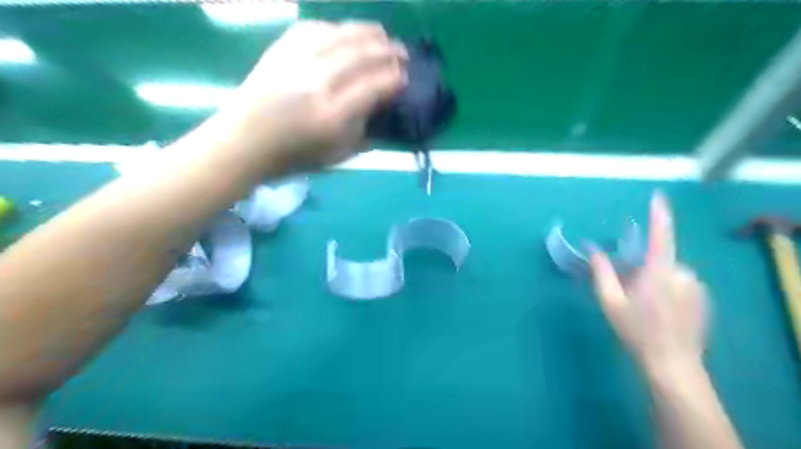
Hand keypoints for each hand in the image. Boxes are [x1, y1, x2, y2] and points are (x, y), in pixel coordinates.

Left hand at [213, 22, 406, 174]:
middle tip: (403, 53)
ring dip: (369, 32)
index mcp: (333, 115)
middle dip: (389, 50)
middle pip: (363, 53)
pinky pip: (317, 27)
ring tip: (383, 36)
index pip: (375, 85)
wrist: (246, 141)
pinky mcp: (282, 48)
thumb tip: (385, 104)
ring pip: (342, 34)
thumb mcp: (340, 154)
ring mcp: (297, 60)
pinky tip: (348, 33)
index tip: (406, 77)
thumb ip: (367, 129)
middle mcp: (318, 82)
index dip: (395, 78)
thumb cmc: (296, 156)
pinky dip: (339, 28)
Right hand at [587, 194, 706, 370]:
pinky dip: (669, 289)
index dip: (659, 215)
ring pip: (670, 272)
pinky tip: (661, 311)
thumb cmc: (636, 330)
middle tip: (630, 290)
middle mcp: (683, 274)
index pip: (660, 236)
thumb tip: (593, 249)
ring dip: (655, 279)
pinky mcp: (704, 299)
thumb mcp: (610, 301)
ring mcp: (697, 287)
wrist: (672, 363)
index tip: (658, 196)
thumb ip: (602, 272)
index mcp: (659, 272)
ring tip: (645, 305)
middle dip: (643, 267)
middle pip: (659, 258)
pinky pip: (681, 283)